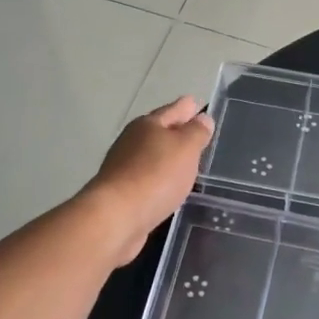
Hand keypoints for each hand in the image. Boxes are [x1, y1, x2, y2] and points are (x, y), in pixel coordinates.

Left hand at [81, 96, 214, 263]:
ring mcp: (124, 166)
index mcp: (148, 125)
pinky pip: (148, 177)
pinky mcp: (122, 192)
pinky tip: (169, 186)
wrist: (116, 216)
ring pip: (152, 155)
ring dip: (167, 156)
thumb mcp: (185, 149)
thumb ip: (196, 132)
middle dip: (175, 130)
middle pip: (158, 131)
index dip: (186, 107)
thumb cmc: (156, 175)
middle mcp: (132, 141)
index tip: (196, 103)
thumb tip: (202, 118)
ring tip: (186, 160)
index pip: (173, 110)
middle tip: (195, 131)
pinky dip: (160, 178)